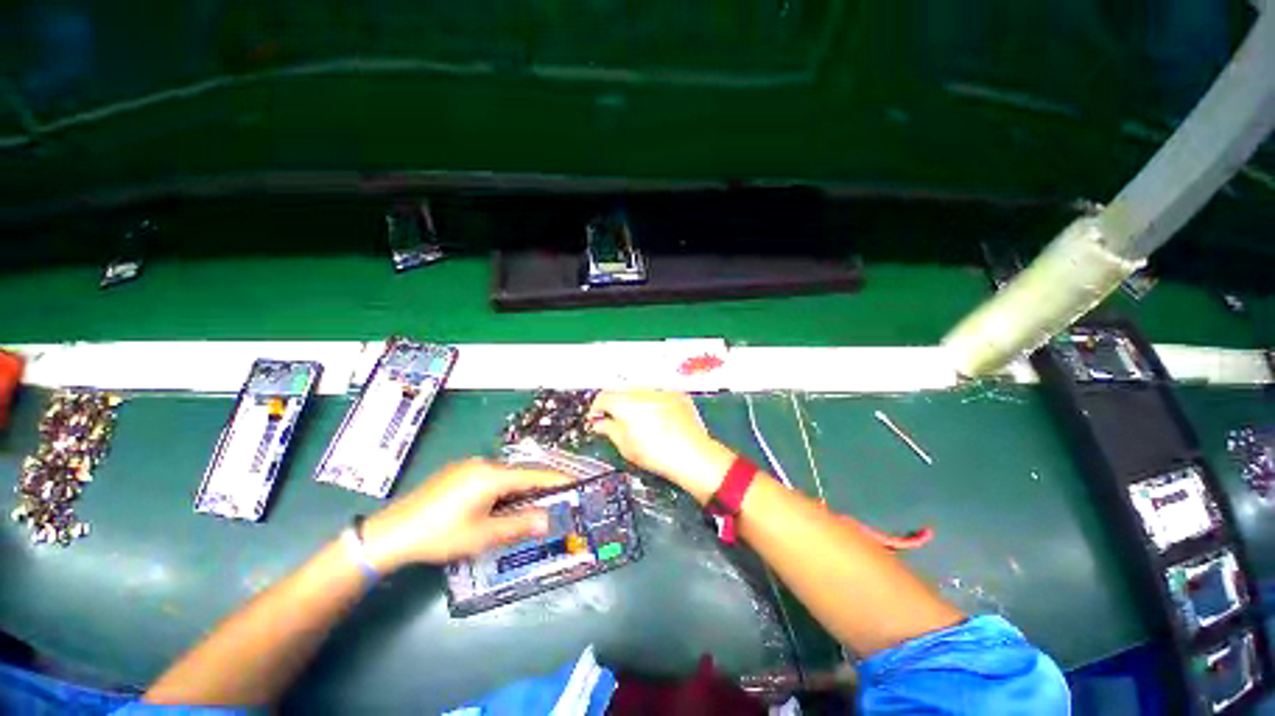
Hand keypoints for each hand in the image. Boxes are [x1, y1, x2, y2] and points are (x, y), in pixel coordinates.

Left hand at [362, 459, 571, 571]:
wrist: (390, 533)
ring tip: (532, 506)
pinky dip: (504, 489)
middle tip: (556, 501)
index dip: (557, 480)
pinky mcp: (458, 473)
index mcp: (492, 475)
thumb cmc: (440, 535)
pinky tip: (501, 505)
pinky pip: (491, 477)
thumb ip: (519, 525)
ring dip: (520, 489)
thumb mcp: (482, 535)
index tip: (576, 483)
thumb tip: (549, 519)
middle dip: (539, 487)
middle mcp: (483, 464)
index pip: (534, 475)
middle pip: (521, 474)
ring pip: (505, 476)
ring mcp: (469, 466)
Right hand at [589, 390, 734, 503]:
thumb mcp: (625, 446)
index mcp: (625, 402)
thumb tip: (600, 424)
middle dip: (614, 402)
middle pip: (620, 390)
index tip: (597, 418)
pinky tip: (655, 416)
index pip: (602, 397)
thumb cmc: (657, 453)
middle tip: (614, 418)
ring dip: (632, 400)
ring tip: (636, 418)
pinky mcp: (676, 393)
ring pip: (639, 389)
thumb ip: (608, 430)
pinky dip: (652, 401)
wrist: (692, 454)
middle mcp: (642, 391)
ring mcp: (661, 390)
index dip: (596, 409)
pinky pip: (657, 393)